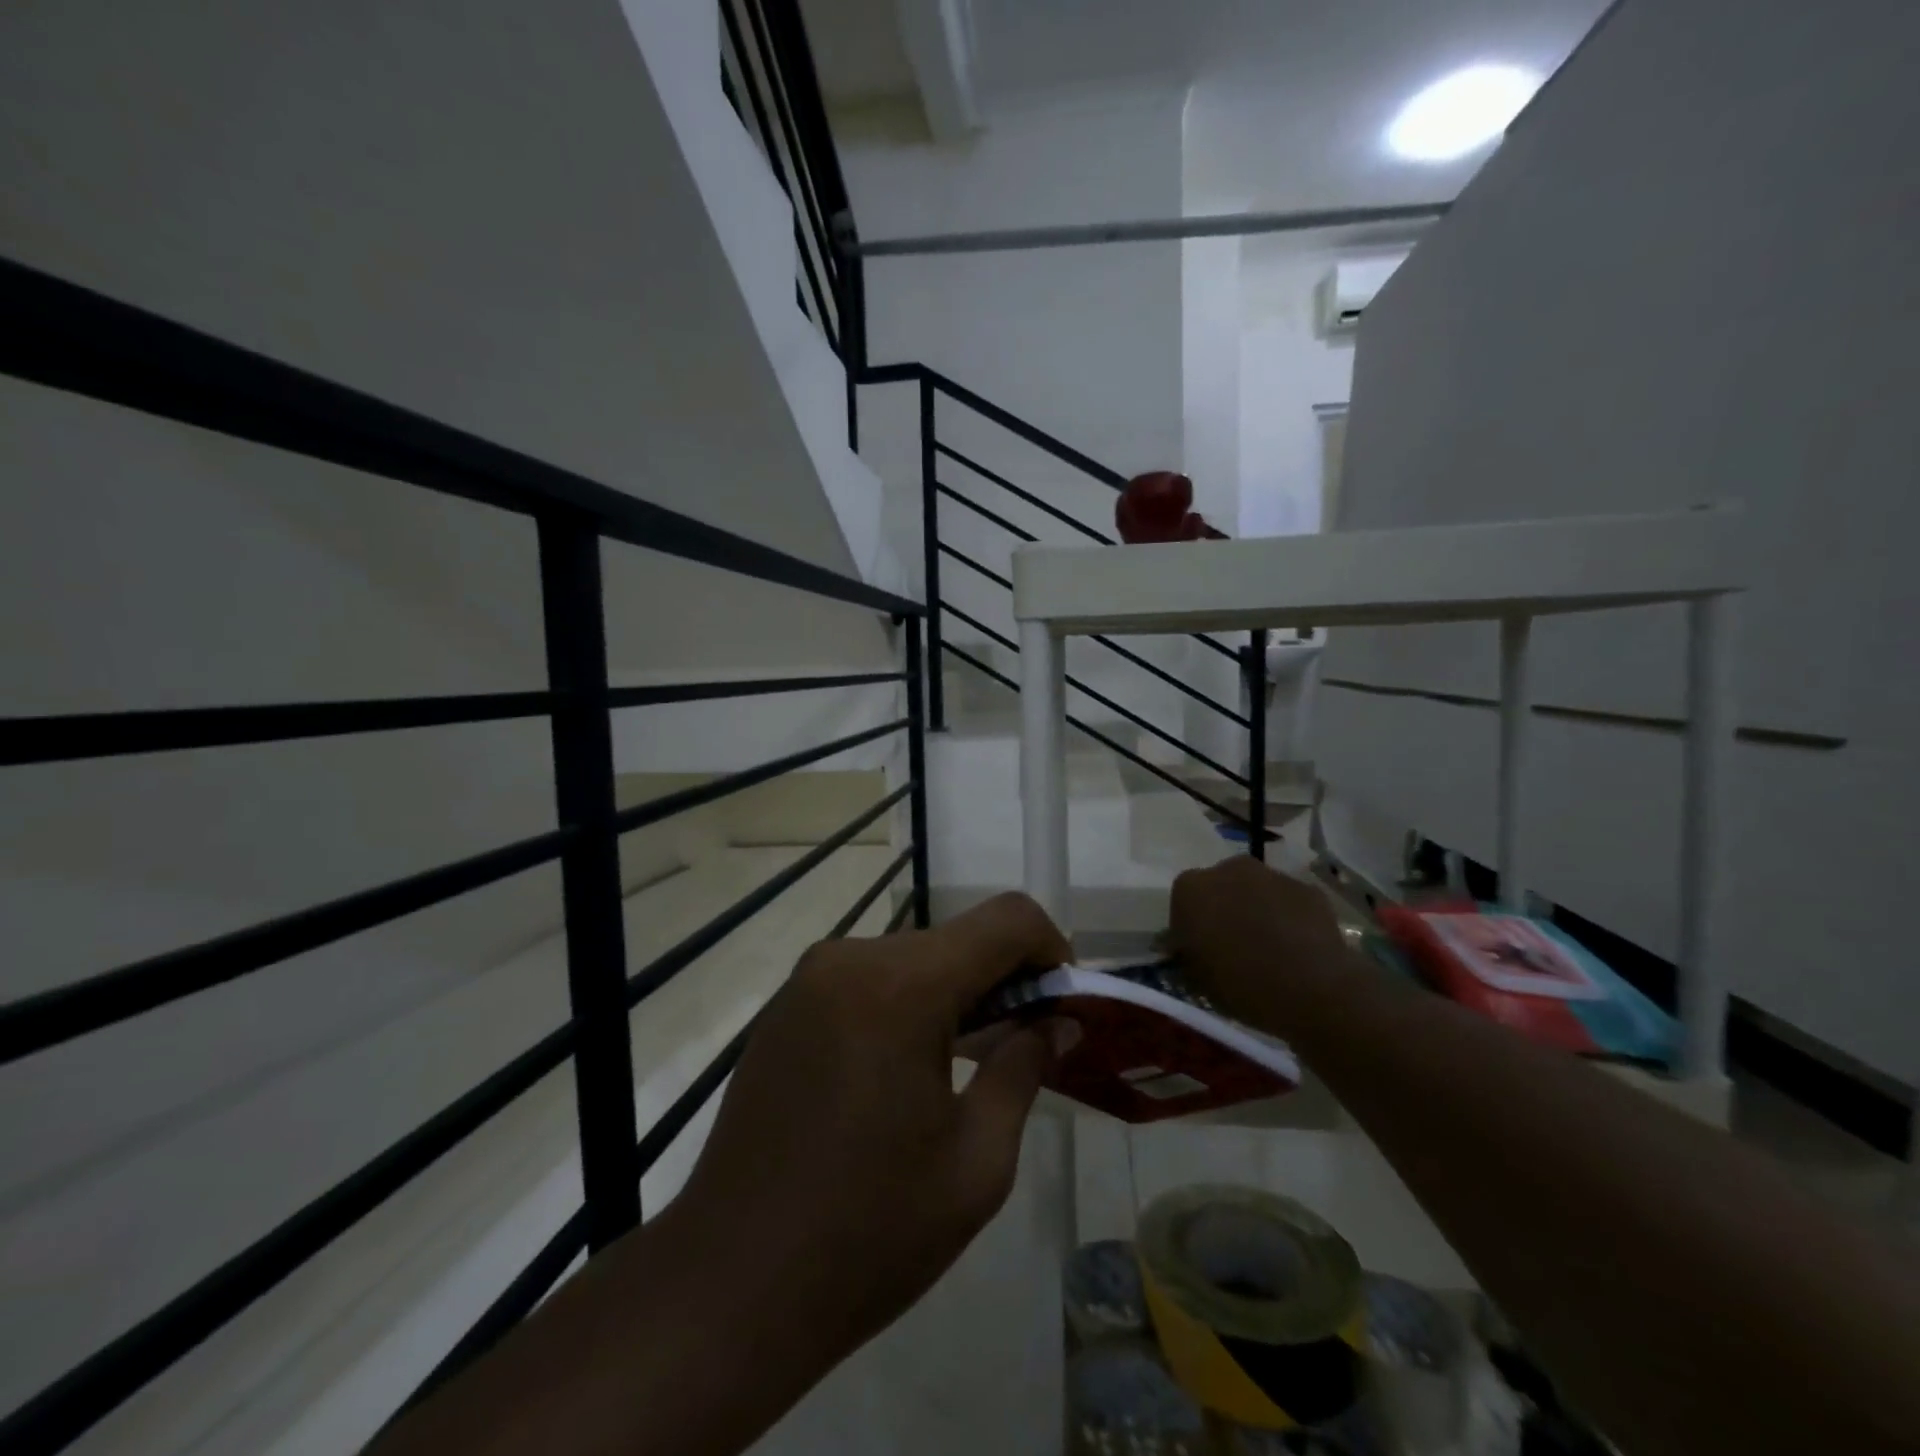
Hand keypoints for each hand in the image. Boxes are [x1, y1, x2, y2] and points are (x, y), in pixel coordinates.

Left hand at [668, 893, 1074, 1356]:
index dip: (1050, 949)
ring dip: (954, 994)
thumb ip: (1023, 1068)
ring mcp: (810, 978)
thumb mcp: (976, 1162)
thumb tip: (1057, 1021)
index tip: (1060, 1007)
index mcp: (902, 986)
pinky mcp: (786, 1005)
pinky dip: (907, 1004)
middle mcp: (852, 959)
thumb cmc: (868, 1233)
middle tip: (1023, 1048)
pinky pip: (869, 980)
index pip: (1006, 919)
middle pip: (957, 939)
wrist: (728, 1285)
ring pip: (913, 958)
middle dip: (1004, 979)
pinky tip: (904, 1073)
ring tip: (967, 1065)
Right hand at [1168, 856, 1353, 1037]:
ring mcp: (1272, 875)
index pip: (1182, 902)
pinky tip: (1297, 950)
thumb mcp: (1195, 978)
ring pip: (1257, 892)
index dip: (1190, 926)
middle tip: (1233, 946)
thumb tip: (1187, 948)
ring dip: (1258, 911)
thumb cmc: (1240, 984)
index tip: (1199, 950)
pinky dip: (1290, 919)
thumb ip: (1186, 954)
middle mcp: (1228, 870)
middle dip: (1224, 909)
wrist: (1310, 989)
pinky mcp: (1309, 890)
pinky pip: (1290, 903)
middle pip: (1220, 887)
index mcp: (1190, 888)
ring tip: (1269, 950)